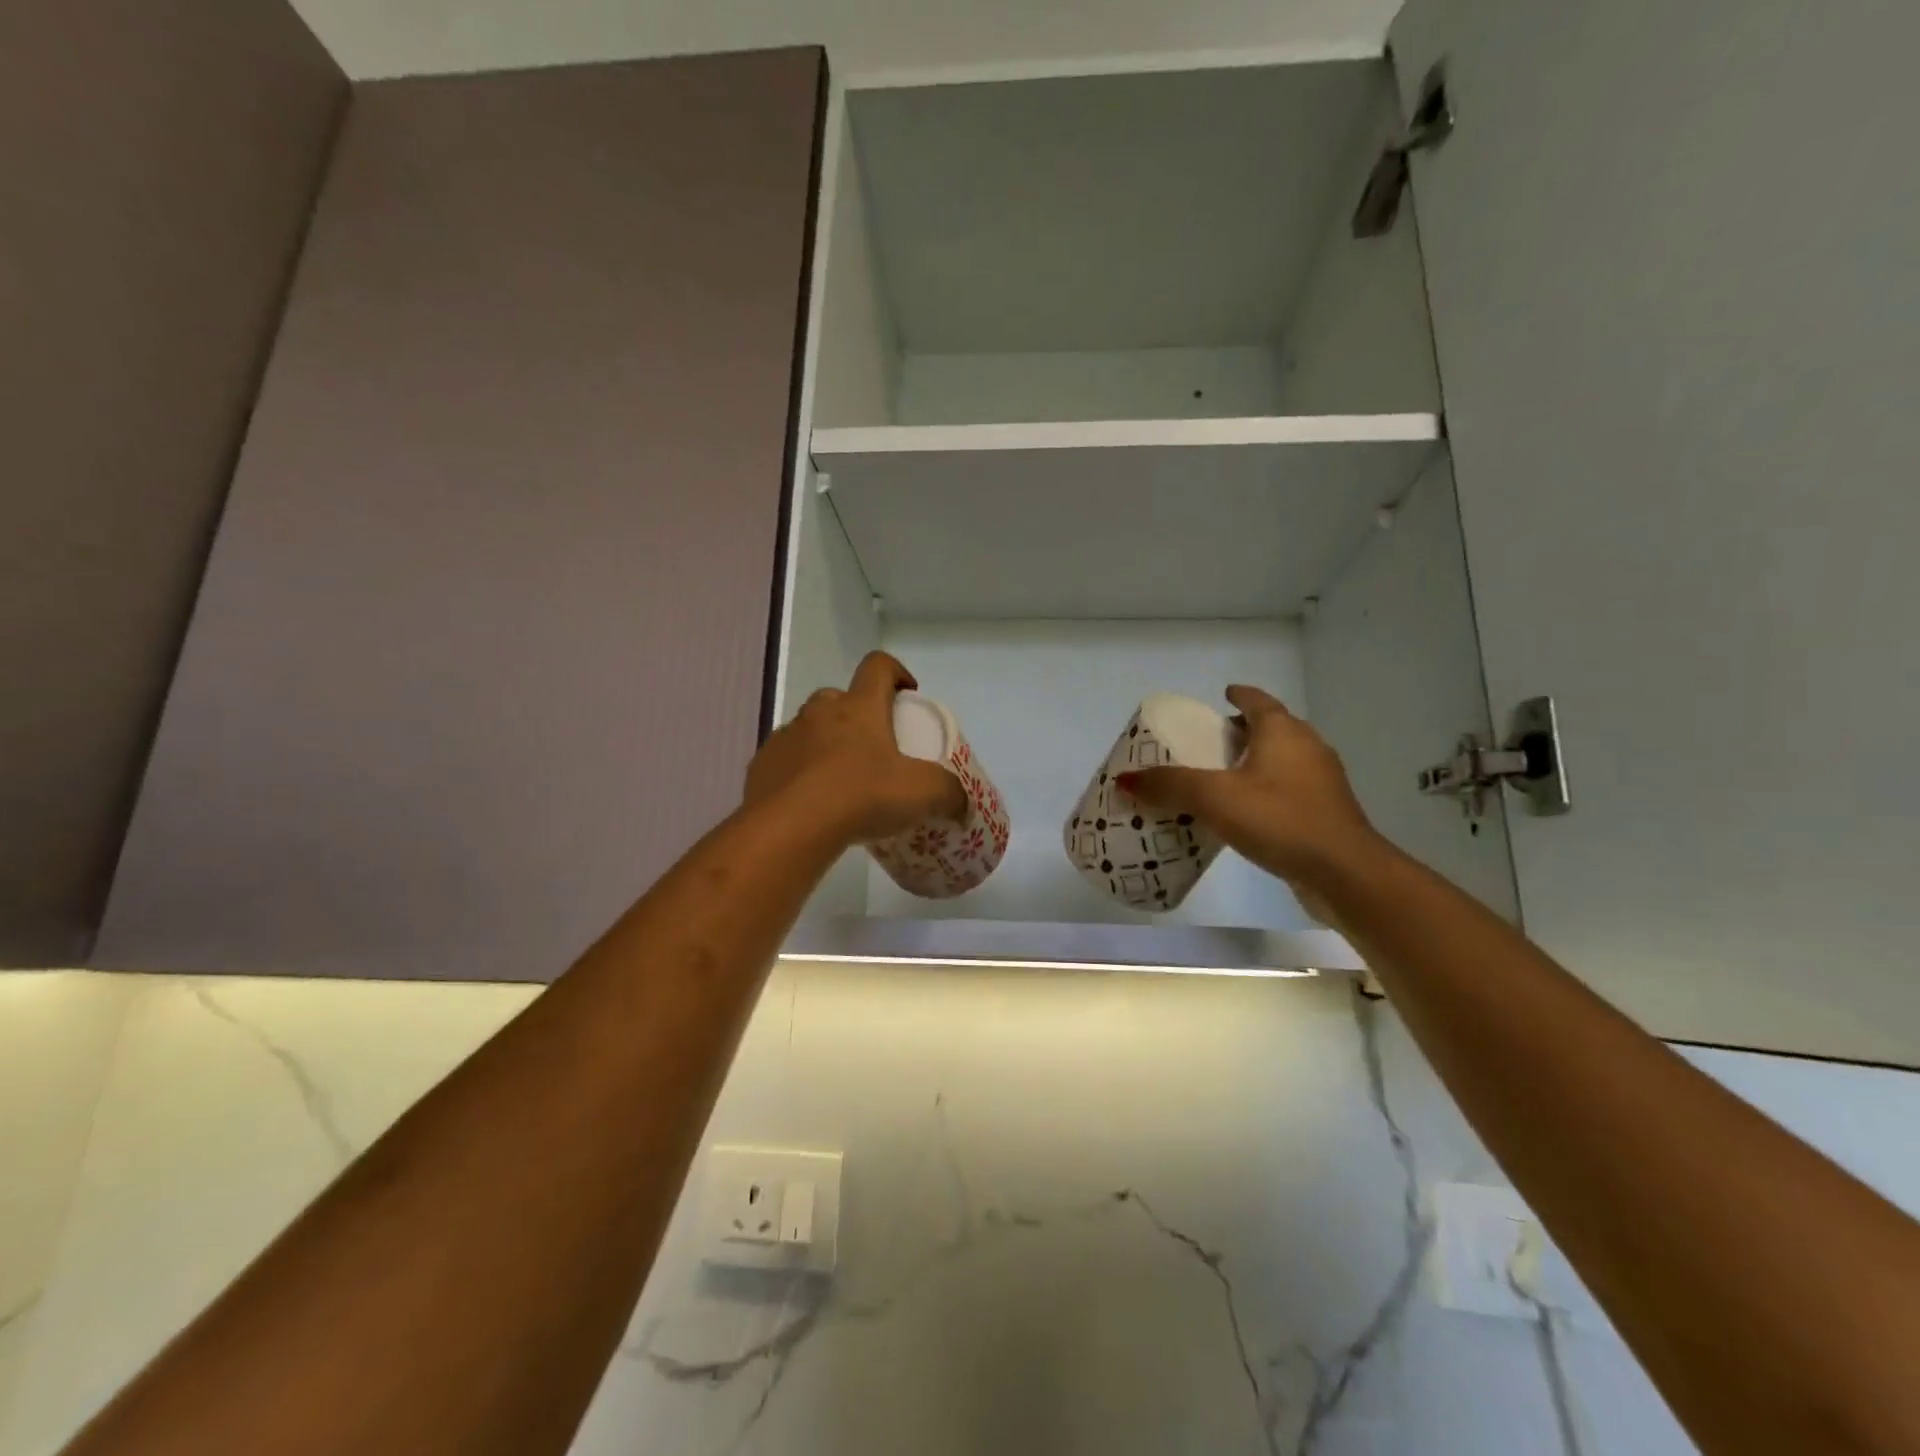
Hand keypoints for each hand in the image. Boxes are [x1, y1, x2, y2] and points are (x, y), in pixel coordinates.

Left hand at [744, 651, 968, 845]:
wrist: (790, 828)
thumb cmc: (861, 796)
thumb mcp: (921, 794)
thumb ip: (949, 794)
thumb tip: (963, 805)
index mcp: (859, 708)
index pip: (878, 666)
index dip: (896, 672)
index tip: (908, 693)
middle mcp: (819, 713)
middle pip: (838, 698)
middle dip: (857, 714)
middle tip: (874, 747)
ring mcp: (786, 738)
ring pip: (809, 729)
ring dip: (825, 744)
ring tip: (842, 782)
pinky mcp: (762, 766)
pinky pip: (785, 761)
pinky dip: (799, 773)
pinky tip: (811, 803)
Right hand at [1117, 685, 1380, 893]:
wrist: (1344, 873)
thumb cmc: (1279, 819)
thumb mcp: (1214, 798)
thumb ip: (1169, 785)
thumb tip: (1124, 779)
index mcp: (1283, 732)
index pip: (1258, 701)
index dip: (1238, 695)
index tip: (1221, 695)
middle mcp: (1307, 748)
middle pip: (1271, 729)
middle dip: (1242, 731)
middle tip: (1209, 742)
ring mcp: (1321, 783)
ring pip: (1281, 761)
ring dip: (1254, 763)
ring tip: (1220, 778)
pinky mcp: (1325, 814)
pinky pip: (1287, 791)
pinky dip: (1265, 792)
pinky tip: (1245, 814)